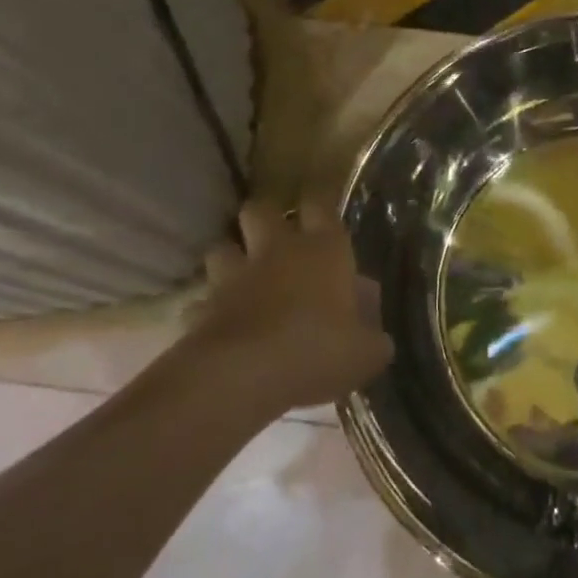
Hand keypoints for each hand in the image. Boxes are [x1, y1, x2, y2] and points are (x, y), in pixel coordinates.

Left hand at [187, 200, 393, 411]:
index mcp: (324, 250)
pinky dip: (207, 311)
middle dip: (264, 219)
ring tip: (240, 278)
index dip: (320, 200)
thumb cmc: (318, 351)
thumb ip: (373, 338)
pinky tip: (217, 326)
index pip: (320, 203)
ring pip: (221, 248)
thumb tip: (377, 337)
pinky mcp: (200, 309)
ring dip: (230, 259)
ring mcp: (233, 277)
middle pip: (260, 210)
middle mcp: (277, 251)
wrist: (243, 377)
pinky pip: (200, 302)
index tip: (322, 203)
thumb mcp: (367, 352)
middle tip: (275, 238)